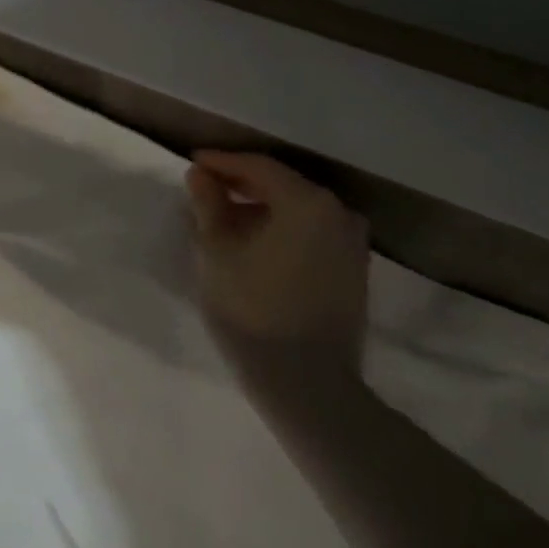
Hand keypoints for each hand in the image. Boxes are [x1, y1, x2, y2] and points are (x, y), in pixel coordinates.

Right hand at [185, 150, 370, 362]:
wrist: (308, 385)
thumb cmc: (253, 309)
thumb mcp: (218, 252)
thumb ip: (208, 205)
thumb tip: (200, 175)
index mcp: (307, 201)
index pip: (259, 166)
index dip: (223, 162)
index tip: (194, 162)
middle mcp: (338, 212)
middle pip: (283, 185)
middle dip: (242, 184)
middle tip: (206, 189)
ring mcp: (352, 243)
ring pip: (298, 211)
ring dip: (262, 209)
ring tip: (225, 220)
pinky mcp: (354, 271)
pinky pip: (312, 233)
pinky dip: (283, 229)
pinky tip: (256, 244)